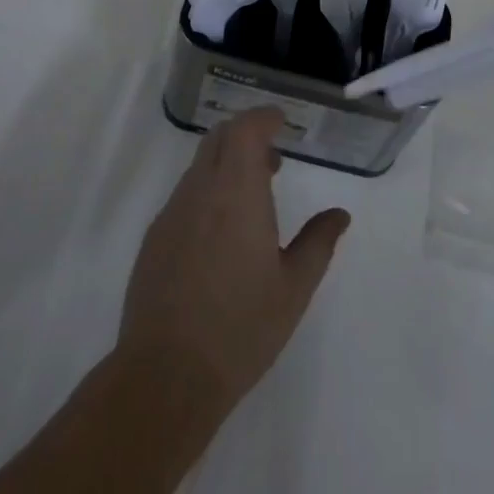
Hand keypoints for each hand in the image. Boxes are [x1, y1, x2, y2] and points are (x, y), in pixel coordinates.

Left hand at [118, 108, 350, 411]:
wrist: (165, 377)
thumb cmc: (240, 329)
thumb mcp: (293, 288)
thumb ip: (318, 243)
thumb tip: (340, 215)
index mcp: (237, 191)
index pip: (246, 128)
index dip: (264, 117)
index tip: (282, 123)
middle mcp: (201, 190)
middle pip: (220, 138)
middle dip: (246, 136)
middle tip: (272, 162)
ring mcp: (172, 212)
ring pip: (200, 166)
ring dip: (226, 166)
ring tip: (251, 203)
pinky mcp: (154, 238)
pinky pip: (184, 196)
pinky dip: (207, 194)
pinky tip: (219, 238)